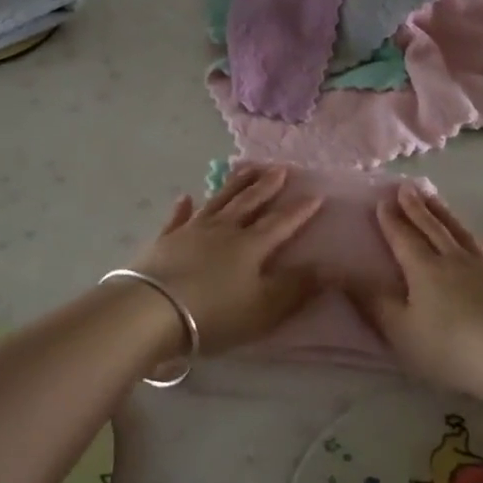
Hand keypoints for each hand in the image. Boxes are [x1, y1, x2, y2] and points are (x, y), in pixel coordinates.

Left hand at [129, 164, 322, 353]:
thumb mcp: (264, 308)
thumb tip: (330, 267)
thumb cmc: (214, 314)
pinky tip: (186, 197)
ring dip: (233, 185)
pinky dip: (183, 208)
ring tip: (246, 168)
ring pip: (218, 202)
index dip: (300, 210)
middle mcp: (224, 230)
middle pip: (249, 203)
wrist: (152, 311)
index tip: (316, 194)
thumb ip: (297, 288)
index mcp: (251, 245)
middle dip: (267, 186)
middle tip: (280, 168)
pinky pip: (177, 219)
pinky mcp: (164, 241)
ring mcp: (191, 232)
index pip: (281, 223)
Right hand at [356, 183, 482, 397]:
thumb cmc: (450, 348)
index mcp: (424, 270)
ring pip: (464, 235)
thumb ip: (373, 303)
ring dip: (448, 216)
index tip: (382, 200)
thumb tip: (343, 275)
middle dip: (417, 208)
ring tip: (437, 200)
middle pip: (433, 228)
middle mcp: (455, 260)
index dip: (391, 220)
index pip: (404, 238)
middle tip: (407, 187)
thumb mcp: (401, 331)